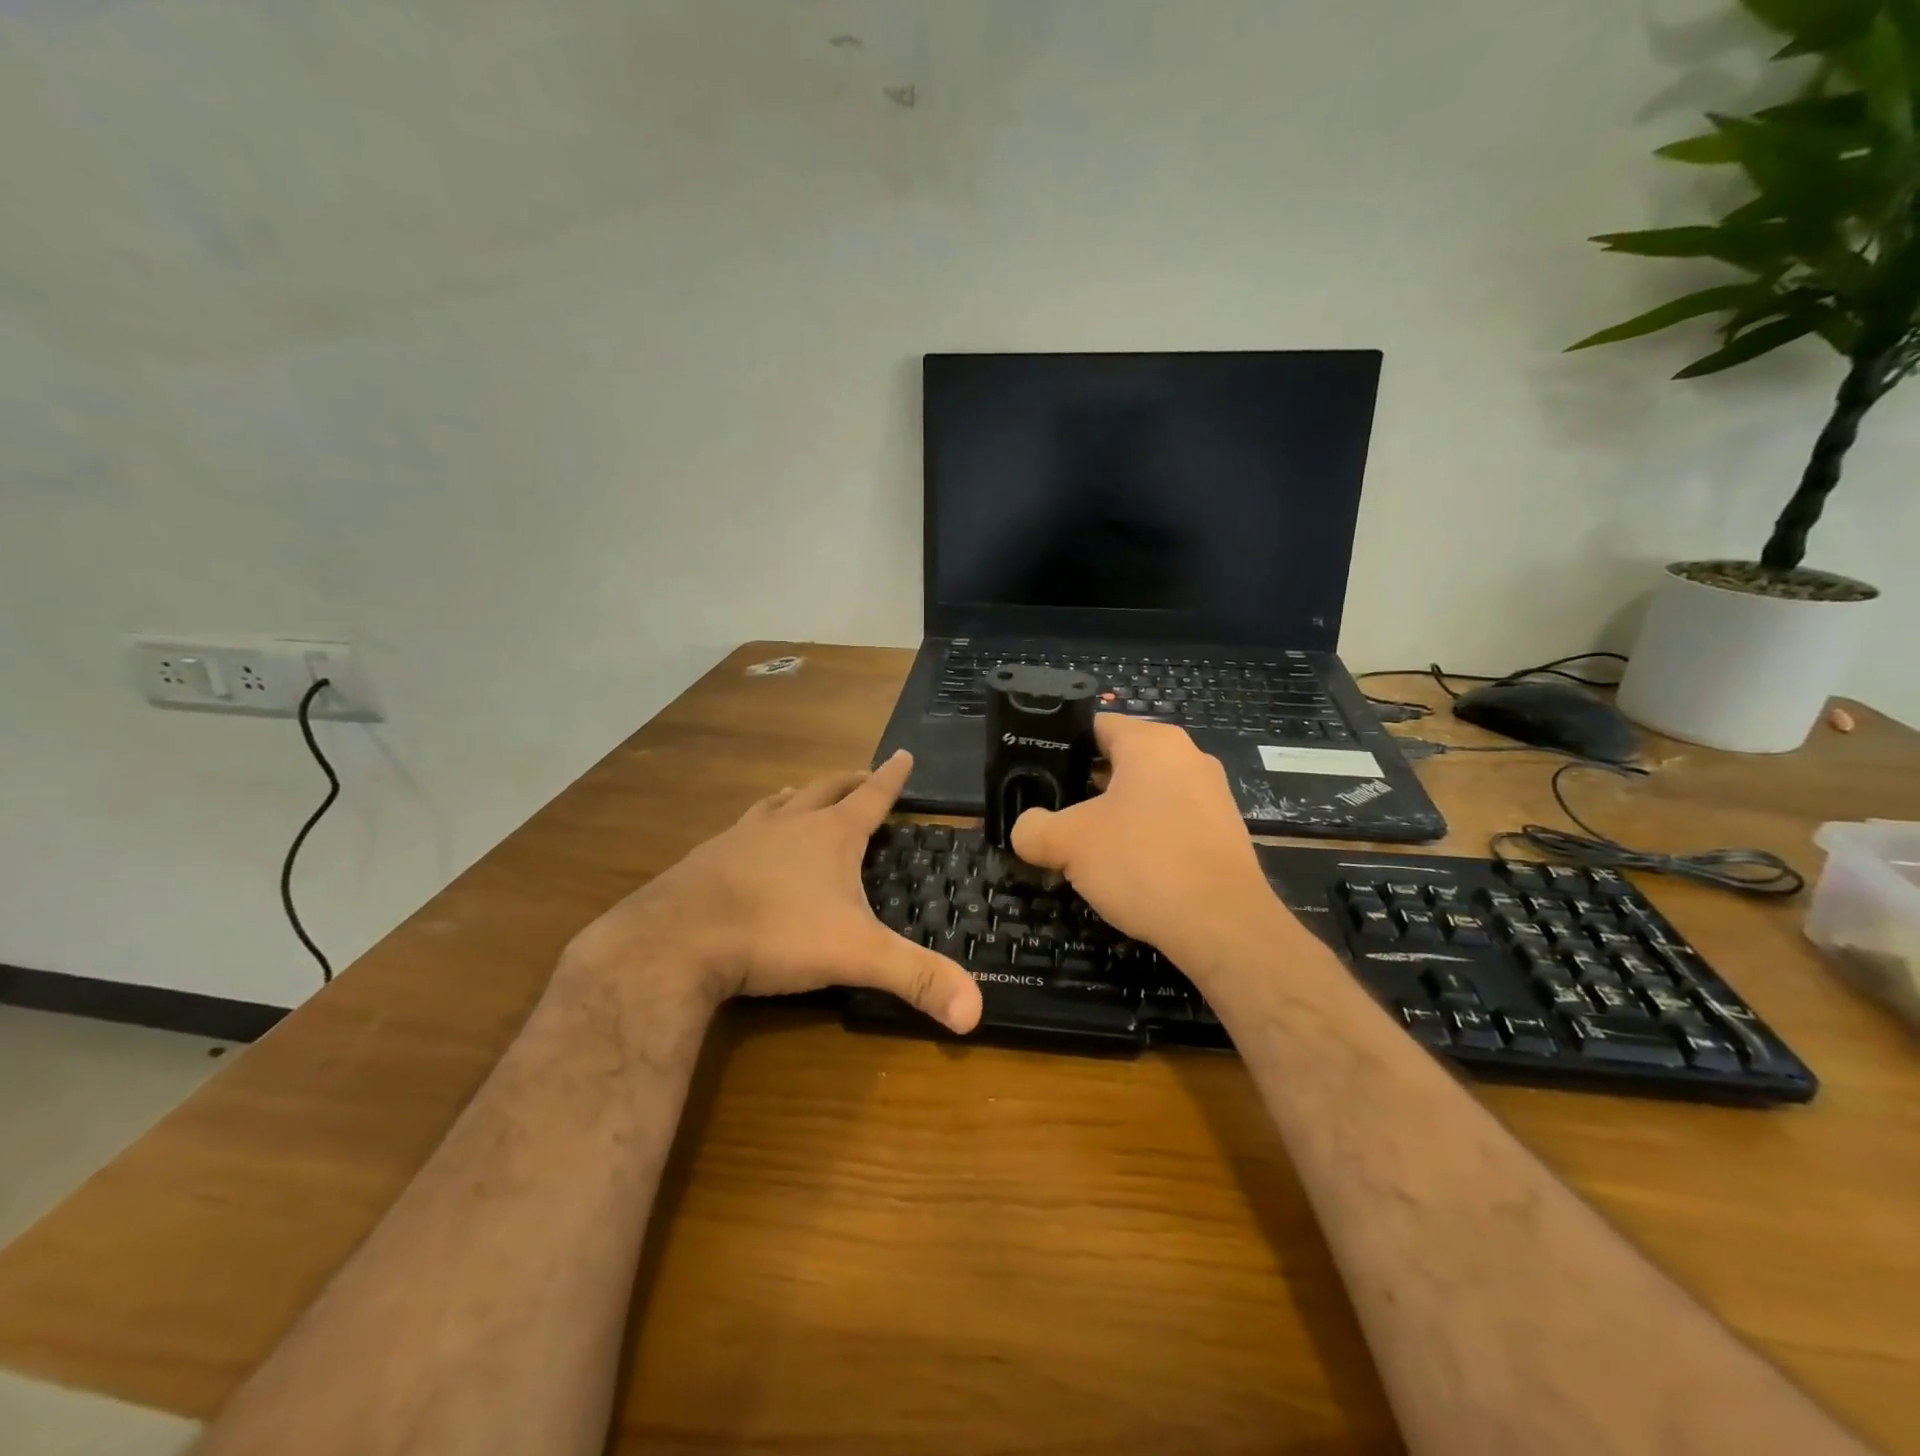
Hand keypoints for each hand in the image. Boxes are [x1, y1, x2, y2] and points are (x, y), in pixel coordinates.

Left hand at [567, 750, 982, 1033]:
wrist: (678, 940)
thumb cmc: (776, 934)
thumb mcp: (856, 956)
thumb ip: (916, 979)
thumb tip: (977, 1013)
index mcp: (830, 835)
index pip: (872, 796)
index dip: (893, 777)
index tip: (904, 753)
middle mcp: (788, 823)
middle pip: (825, 789)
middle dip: (848, 781)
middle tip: (862, 775)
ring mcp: (743, 836)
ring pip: (778, 804)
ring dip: (798, 797)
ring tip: (801, 795)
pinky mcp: (707, 858)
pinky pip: (740, 829)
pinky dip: (756, 825)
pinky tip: (746, 841)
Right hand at [1011, 716, 1287, 969]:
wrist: (1224, 925)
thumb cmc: (1143, 862)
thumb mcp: (1068, 843)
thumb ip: (1034, 829)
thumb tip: (1025, 830)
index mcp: (1152, 743)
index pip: (1096, 726)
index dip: (1061, 747)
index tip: (1036, 775)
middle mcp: (1188, 757)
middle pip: (1120, 761)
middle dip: (1084, 787)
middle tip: (1052, 814)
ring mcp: (1212, 796)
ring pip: (1146, 795)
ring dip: (1114, 816)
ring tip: (1083, 846)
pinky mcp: (1223, 833)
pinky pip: (1171, 823)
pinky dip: (1145, 839)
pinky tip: (1126, 870)